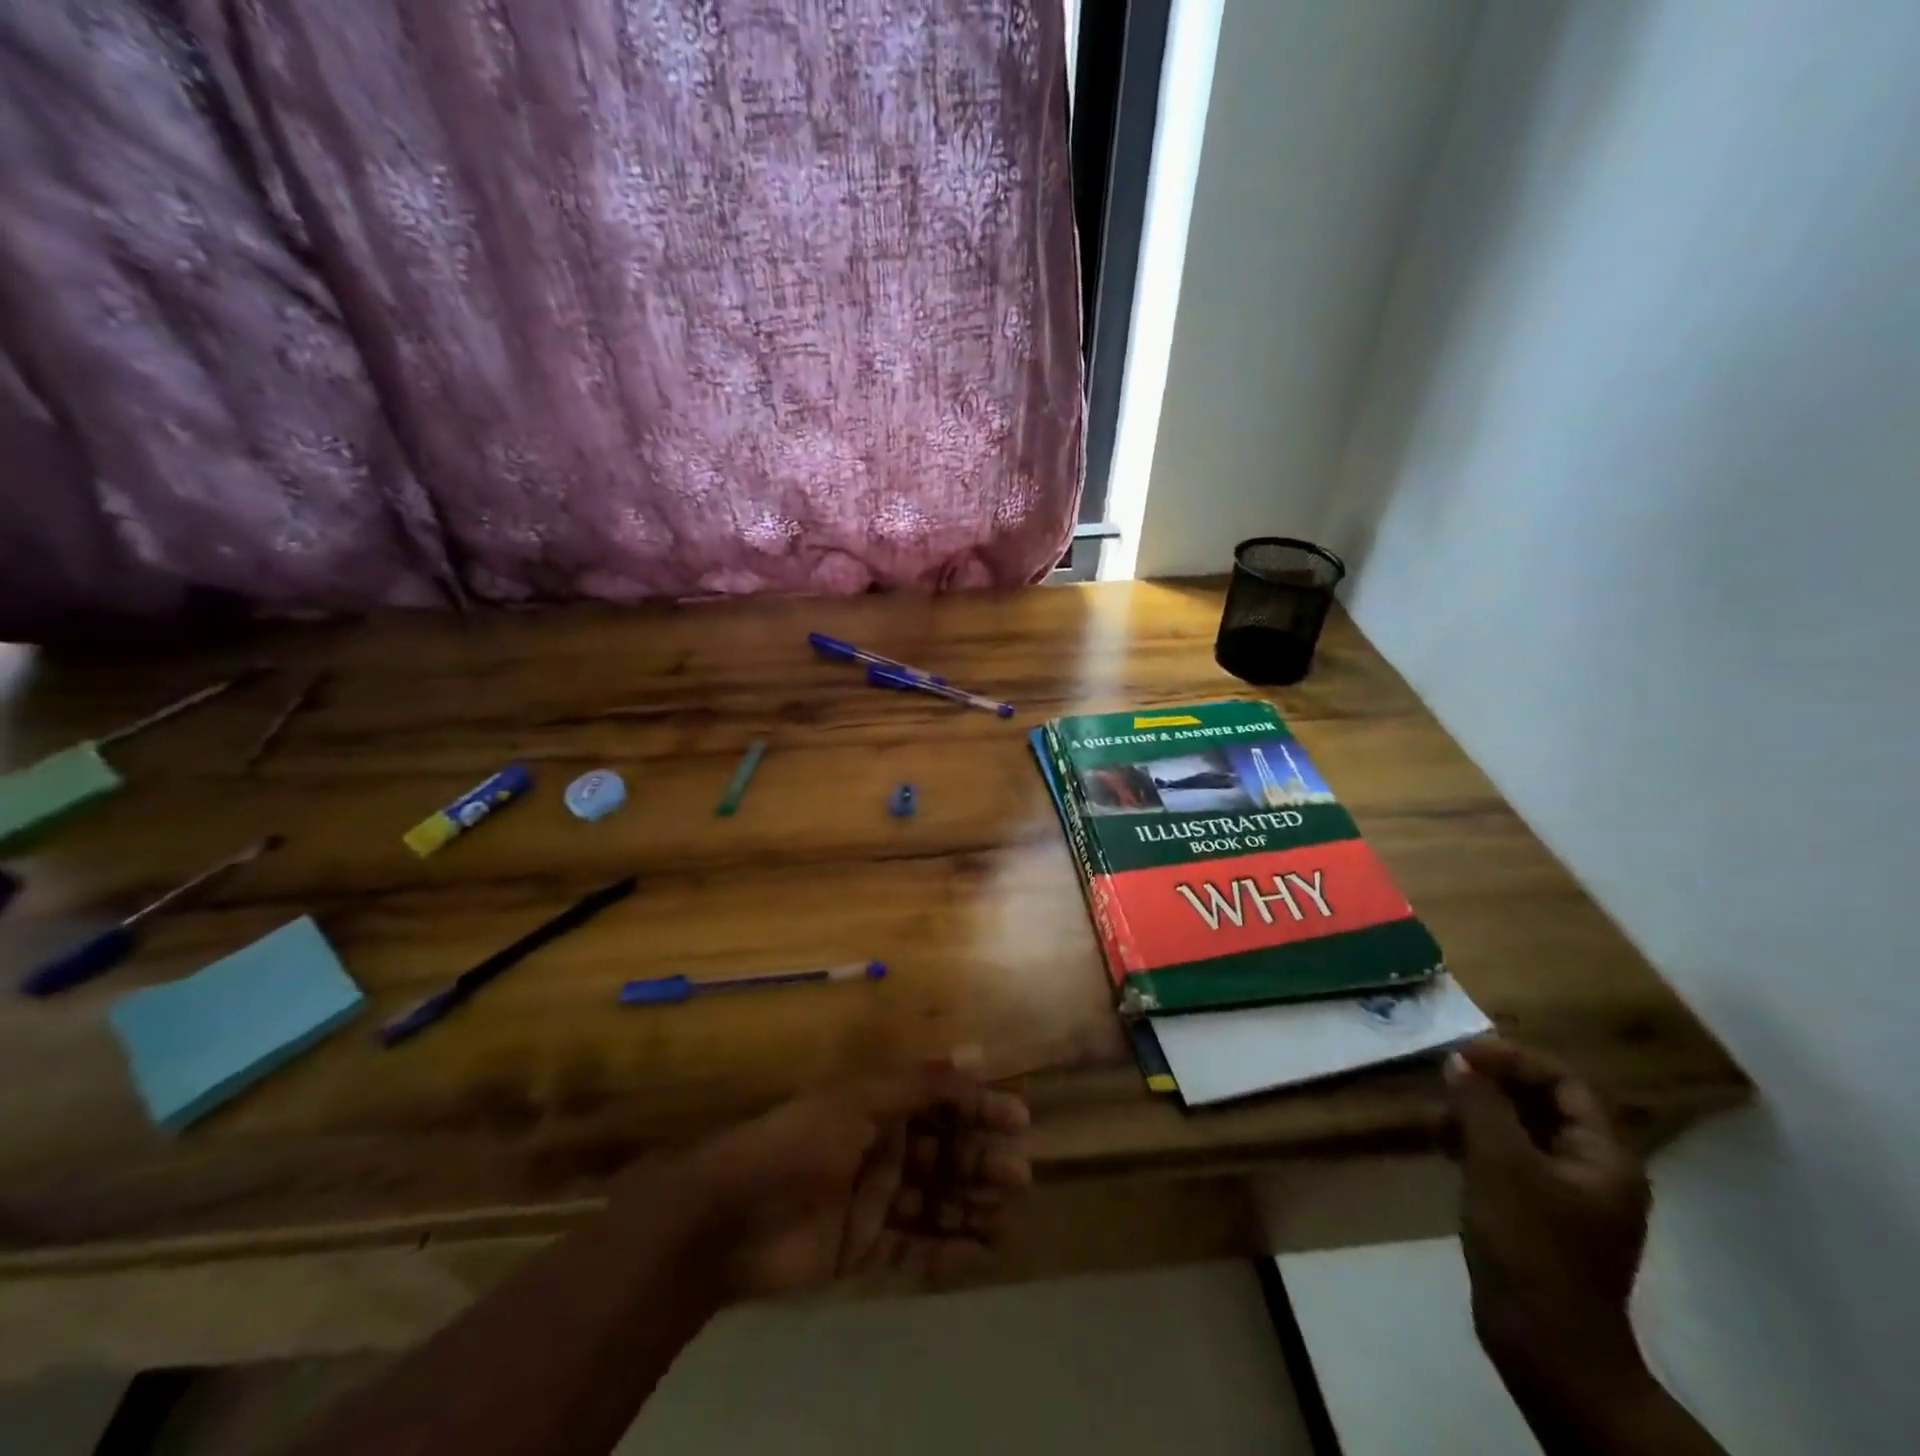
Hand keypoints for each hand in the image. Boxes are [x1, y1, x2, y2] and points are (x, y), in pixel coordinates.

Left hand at [652, 1061, 1031, 1298]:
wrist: (732, 1216)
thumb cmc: (802, 1142)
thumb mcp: (862, 1101)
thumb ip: (922, 1084)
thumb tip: (977, 1051)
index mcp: (880, 1106)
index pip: (941, 1102)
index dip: (980, 1108)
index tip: (1019, 1120)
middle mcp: (883, 1147)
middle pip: (943, 1154)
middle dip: (980, 1162)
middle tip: (1019, 1176)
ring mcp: (874, 1198)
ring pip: (935, 1201)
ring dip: (970, 1206)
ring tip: (1007, 1217)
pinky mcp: (863, 1246)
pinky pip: (914, 1247)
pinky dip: (947, 1251)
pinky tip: (981, 1253)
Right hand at [1447, 1038, 1650, 1387]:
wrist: (1544, 1344)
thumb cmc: (1529, 1246)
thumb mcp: (1499, 1164)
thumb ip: (1481, 1105)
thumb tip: (1460, 1060)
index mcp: (1605, 1157)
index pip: (1567, 1082)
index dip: (1516, 1059)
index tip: (1465, 1054)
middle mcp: (1594, 1170)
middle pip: (1547, 1104)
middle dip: (1495, 1083)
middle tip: (1446, 1074)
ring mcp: (1567, 1195)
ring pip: (1524, 1130)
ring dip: (1480, 1111)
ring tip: (1436, 1110)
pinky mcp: (1539, 1214)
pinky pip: (1510, 1158)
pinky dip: (1477, 1141)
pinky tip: (1442, 1143)